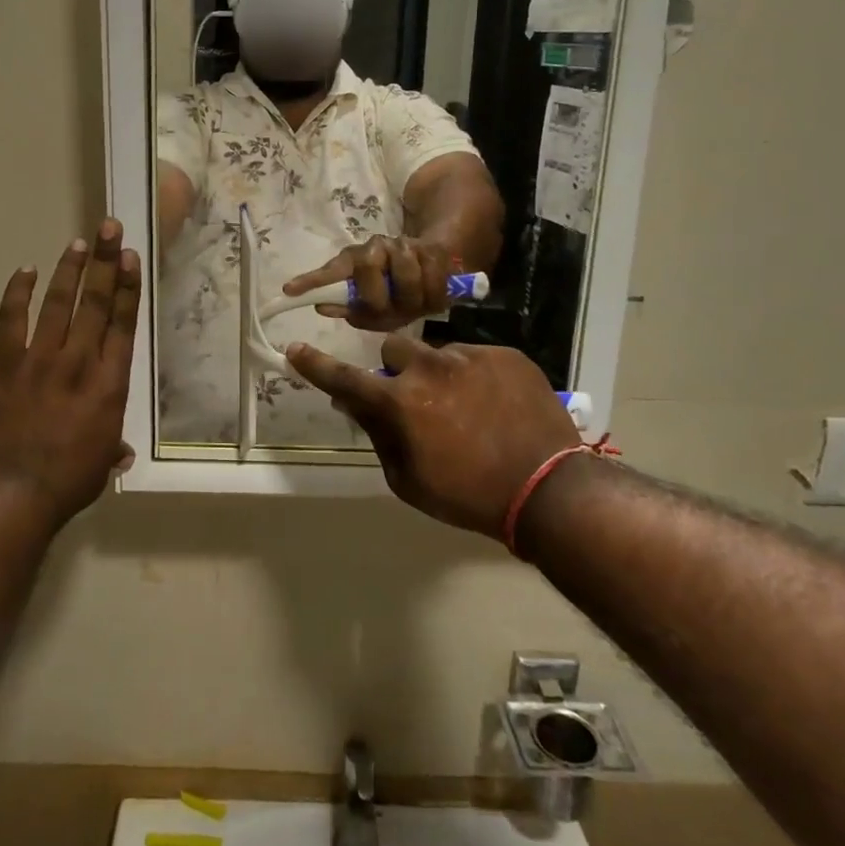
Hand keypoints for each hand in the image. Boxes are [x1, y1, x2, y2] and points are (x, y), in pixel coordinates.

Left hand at [0, 220, 140, 526]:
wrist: (10, 494)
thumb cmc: (66, 483)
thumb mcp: (99, 465)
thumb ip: (111, 447)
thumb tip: (122, 452)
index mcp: (110, 383)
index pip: (122, 323)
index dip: (127, 287)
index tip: (129, 257)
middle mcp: (80, 361)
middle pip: (95, 302)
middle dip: (104, 262)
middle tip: (108, 228)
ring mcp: (40, 358)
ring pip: (59, 303)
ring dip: (69, 270)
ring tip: (79, 243)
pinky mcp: (5, 364)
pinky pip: (12, 320)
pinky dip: (19, 293)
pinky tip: (26, 270)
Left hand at [283, 235, 454, 332]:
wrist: (433, 266)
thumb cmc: (393, 294)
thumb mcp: (370, 307)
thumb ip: (348, 308)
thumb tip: (323, 307)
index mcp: (353, 260)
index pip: (331, 270)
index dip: (311, 280)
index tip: (289, 290)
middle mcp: (375, 247)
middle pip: (369, 269)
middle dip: (378, 299)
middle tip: (387, 313)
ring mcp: (405, 245)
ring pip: (406, 275)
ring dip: (409, 300)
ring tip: (411, 308)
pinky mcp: (433, 250)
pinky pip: (434, 280)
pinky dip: (432, 299)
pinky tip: (430, 303)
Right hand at [284, 336, 579, 539]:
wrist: (549, 490)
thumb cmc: (469, 496)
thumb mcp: (408, 480)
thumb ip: (377, 435)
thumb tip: (352, 402)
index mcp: (401, 404)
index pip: (345, 379)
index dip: (315, 366)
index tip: (295, 349)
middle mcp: (430, 369)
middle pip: (393, 351)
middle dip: (396, 371)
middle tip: (416, 400)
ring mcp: (470, 357)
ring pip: (437, 353)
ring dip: (438, 373)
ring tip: (467, 406)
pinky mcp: (505, 355)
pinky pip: (475, 356)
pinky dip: (475, 376)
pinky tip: (496, 405)